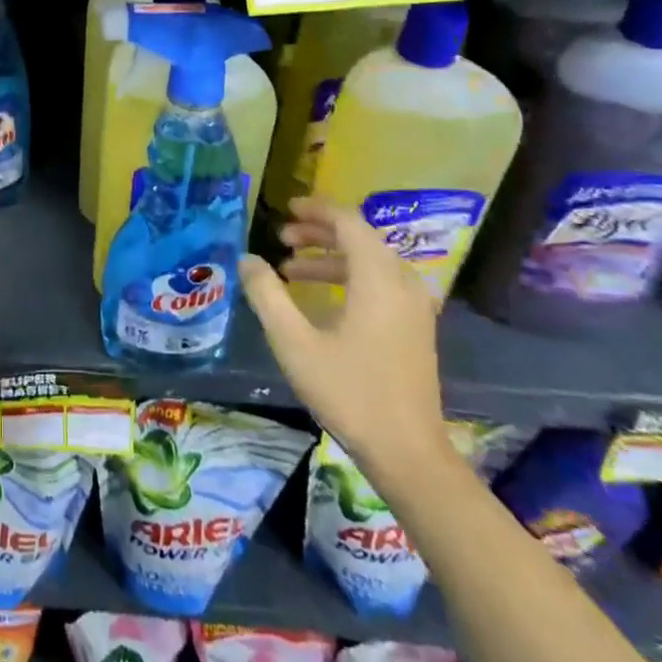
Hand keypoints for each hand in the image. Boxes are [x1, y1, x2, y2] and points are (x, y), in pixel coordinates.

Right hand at [240, 198, 450, 484]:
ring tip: (291, 270)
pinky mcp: (414, 329)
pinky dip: (348, 278)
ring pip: (371, 263)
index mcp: (378, 279)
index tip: (286, 209)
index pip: (349, 223)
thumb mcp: (294, 342)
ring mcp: (413, 308)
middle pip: (361, 239)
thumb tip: (247, 259)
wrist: (408, 452)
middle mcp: (402, 284)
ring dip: (331, 257)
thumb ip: (267, 295)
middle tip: (283, 238)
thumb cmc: (349, 392)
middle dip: (319, 233)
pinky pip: (380, 284)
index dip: (316, 210)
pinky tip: (320, 300)